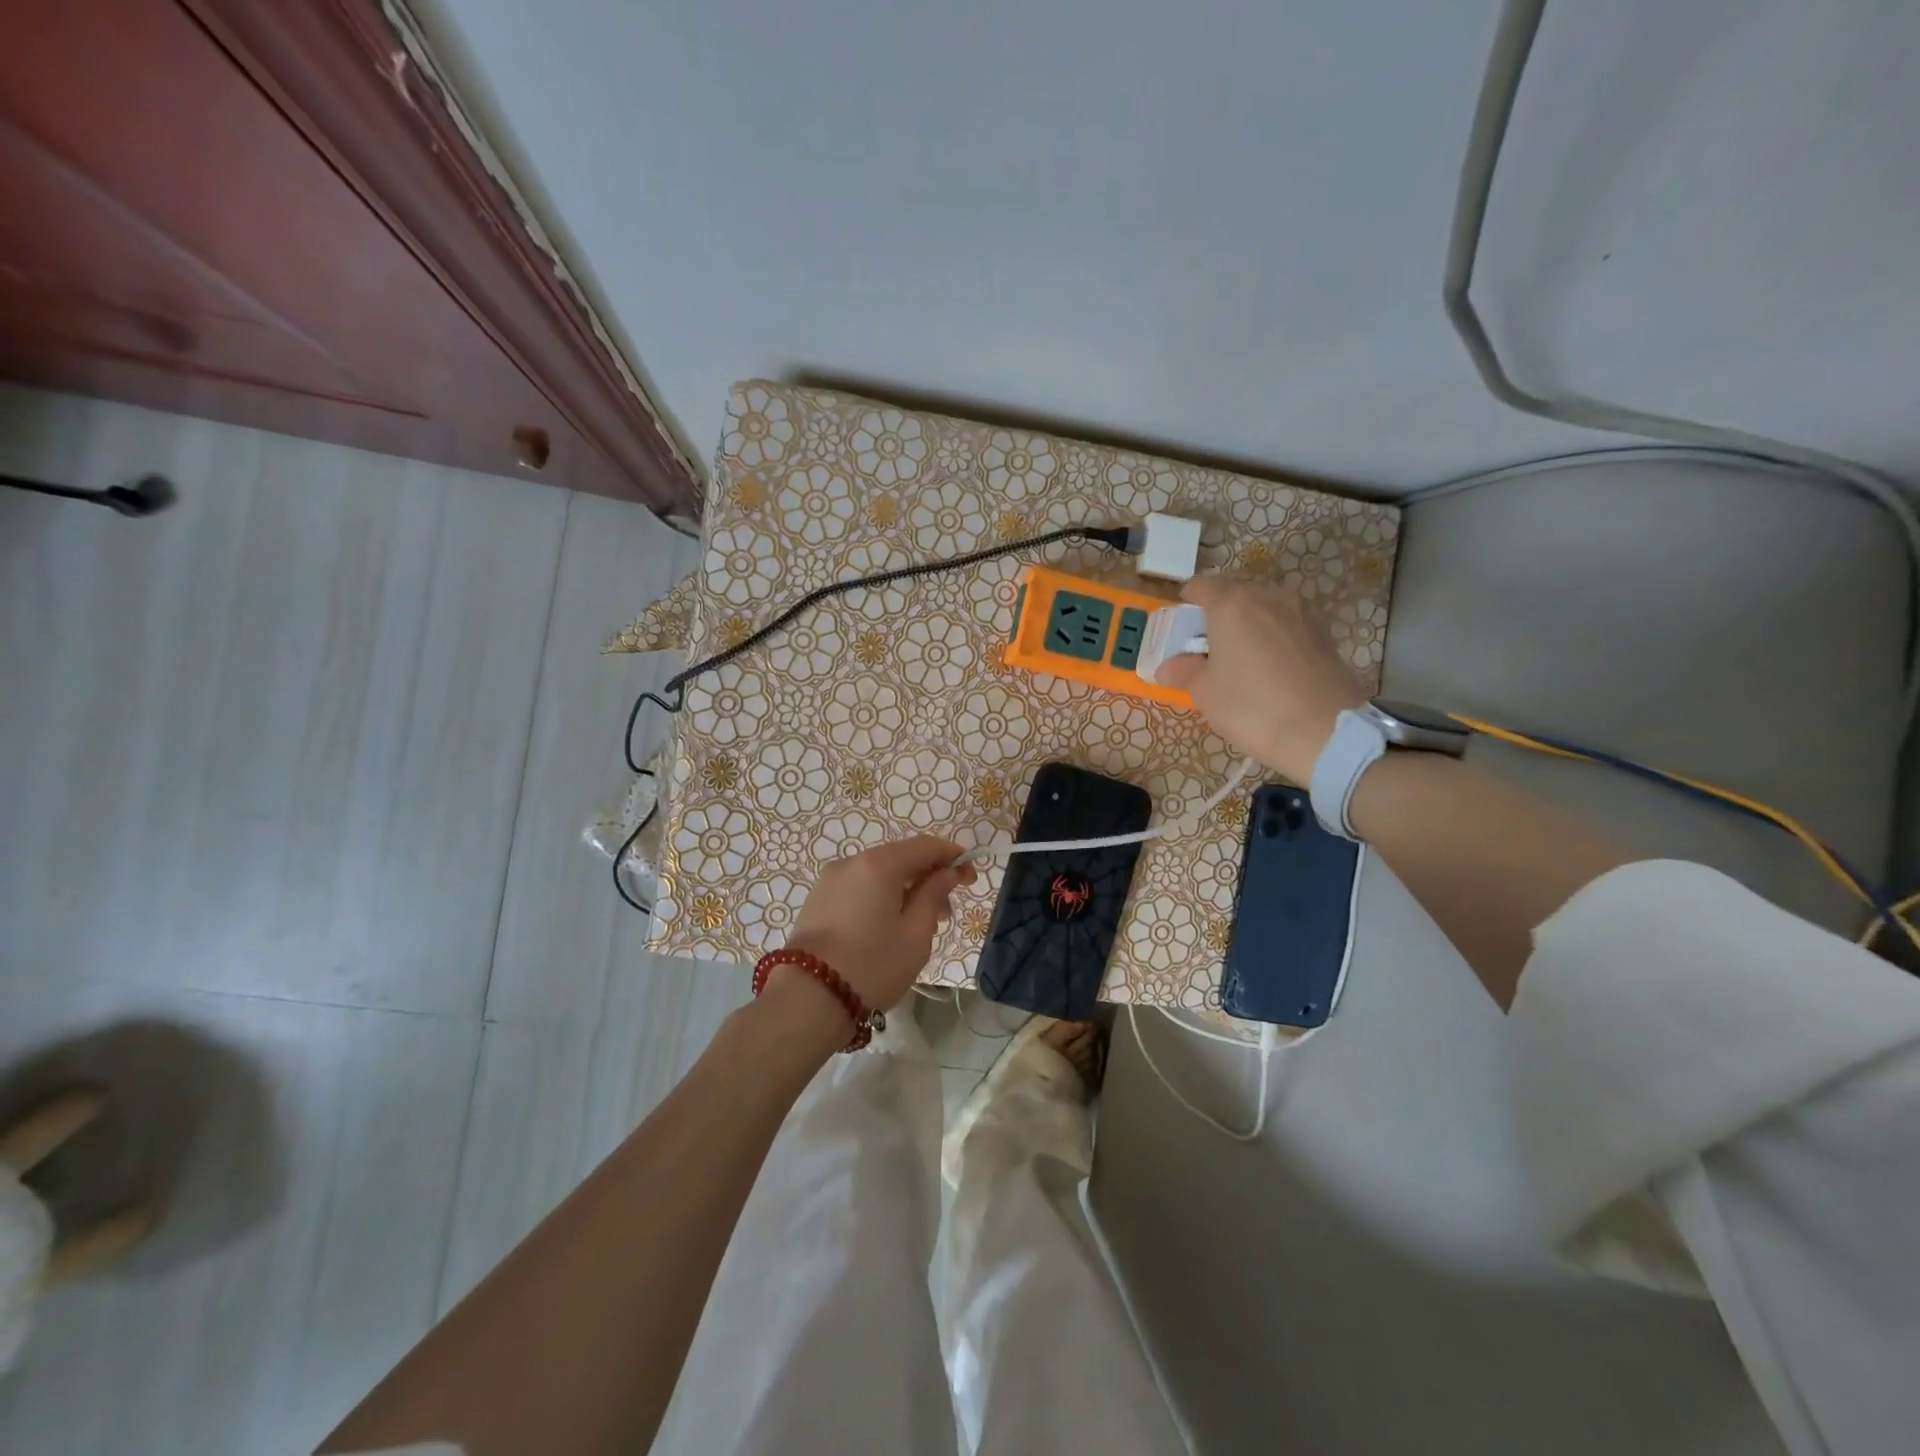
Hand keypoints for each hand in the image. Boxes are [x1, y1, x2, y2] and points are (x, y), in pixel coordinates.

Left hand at [785, 837, 976, 1013]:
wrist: (807, 1000)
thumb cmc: (872, 966)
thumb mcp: (916, 934)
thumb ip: (934, 895)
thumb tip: (946, 873)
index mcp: (879, 864)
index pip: (926, 846)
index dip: (953, 857)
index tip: (971, 879)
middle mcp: (851, 862)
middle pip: (901, 858)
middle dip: (928, 878)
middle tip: (946, 914)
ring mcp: (830, 881)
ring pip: (879, 875)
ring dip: (905, 891)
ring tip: (919, 928)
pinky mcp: (817, 901)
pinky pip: (859, 889)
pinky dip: (881, 898)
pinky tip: (887, 929)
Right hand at [1158, 575, 1367, 781]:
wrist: (1325, 731)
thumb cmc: (1252, 707)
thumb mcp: (1205, 693)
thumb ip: (1184, 672)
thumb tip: (1168, 667)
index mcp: (1232, 604)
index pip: (1201, 586)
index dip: (1186, 603)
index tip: (1181, 629)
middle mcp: (1268, 596)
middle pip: (1235, 594)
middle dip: (1218, 615)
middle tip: (1207, 648)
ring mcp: (1301, 611)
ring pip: (1264, 608)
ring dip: (1248, 625)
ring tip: (1240, 659)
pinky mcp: (1323, 631)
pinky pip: (1287, 624)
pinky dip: (1273, 637)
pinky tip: (1270, 667)